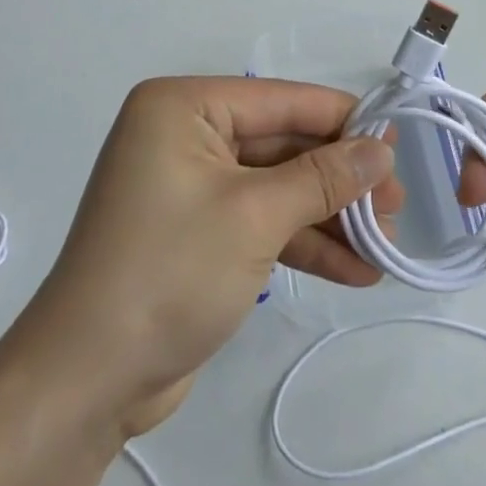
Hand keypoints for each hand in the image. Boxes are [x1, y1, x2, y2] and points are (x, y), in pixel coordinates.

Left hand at [10, 77, 399, 438]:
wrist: (85, 384)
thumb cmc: (169, 272)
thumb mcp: (255, 216)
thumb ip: (324, 178)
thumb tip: (382, 149)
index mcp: (185, 107)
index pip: (282, 101)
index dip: (344, 122)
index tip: (399, 144)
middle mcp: (187, 134)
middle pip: (284, 145)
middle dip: (341, 181)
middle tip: (398, 206)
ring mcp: (193, 186)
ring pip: (278, 187)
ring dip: (330, 217)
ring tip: (386, 245)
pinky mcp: (199, 233)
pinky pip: (262, 222)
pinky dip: (304, 243)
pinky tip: (355, 271)